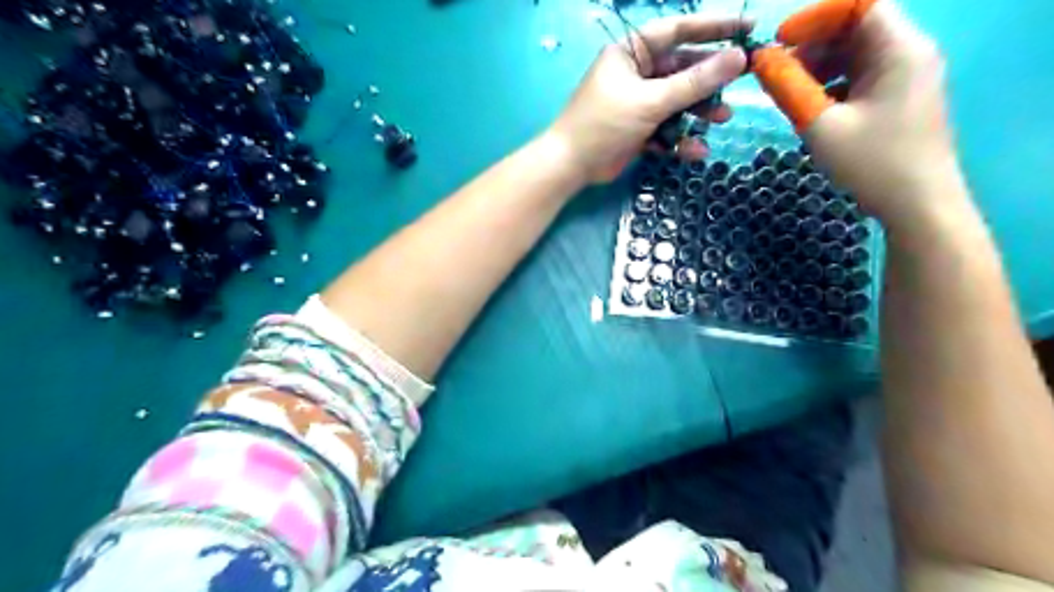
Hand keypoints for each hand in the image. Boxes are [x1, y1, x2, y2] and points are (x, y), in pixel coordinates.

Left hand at [548, 13, 753, 182]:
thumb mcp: (651, 100)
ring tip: (722, 118)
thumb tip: (738, 58)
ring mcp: (637, 103)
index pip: (678, 30)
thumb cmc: (604, 124)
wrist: (571, 167)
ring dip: (699, 110)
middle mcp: (636, 73)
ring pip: (677, 101)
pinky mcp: (638, 129)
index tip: (747, 28)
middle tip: (742, 82)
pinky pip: (666, 127)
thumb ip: (695, 82)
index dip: (714, 27)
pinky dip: (680, 138)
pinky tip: (695, 150)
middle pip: (682, 69)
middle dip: (709, 79)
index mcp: (631, 53)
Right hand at [794, 1, 965, 223]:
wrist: (918, 204)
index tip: (779, 42)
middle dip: (813, 44)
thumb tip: (760, 60)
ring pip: (857, 53)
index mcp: (899, 49)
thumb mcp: (820, 125)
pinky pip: (862, 76)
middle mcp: (909, 52)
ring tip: (790, 94)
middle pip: (857, 27)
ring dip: (820, 66)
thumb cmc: (871, 162)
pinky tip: (814, 109)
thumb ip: (788, 88)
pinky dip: (833, 84)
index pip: (858, 4)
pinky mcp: (900, 98)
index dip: (815, 17)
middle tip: (777, 74)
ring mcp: (907, 76)